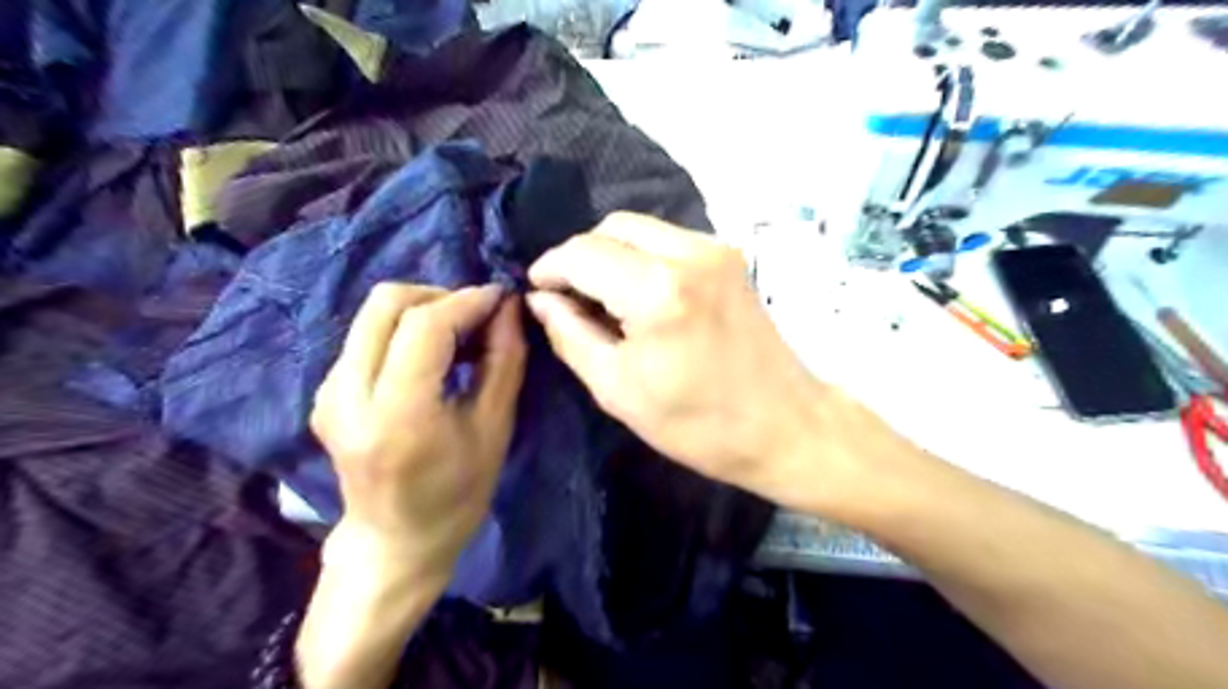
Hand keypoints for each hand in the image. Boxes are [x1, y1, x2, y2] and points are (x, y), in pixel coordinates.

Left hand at [310, 283, 523, 584]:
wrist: (395, 540)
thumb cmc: (457, 495)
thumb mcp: (495, 429)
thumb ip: (505, 361)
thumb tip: (509, 307)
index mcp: (397, 415)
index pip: (424, 326)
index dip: (467, 301)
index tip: (501, 298)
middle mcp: (348, 396)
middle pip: (387, 303)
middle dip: (441, 296)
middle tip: (479, 317)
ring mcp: (328, 392)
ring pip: (373, 314)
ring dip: (424, 311)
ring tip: (461, 337)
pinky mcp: (325, 392)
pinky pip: (367, 336)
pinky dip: (406, 330)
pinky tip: (434, 357)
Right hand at [529, 213, 909, 512]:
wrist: (784, 425)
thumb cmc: (697, 423)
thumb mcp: (617, 389)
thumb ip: (570, 334)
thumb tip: (540, 299)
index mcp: (657, 290)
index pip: (583, 253)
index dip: (551, 266)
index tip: (538, 288)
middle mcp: (689, 253)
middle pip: (612, 227)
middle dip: (581, 256)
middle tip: (570, 296)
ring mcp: (716, 249)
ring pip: (640, 228)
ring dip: (611, 253)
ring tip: (602, 296)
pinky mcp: (730, 257)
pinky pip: (668, 239)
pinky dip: (641, 256)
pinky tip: (639, 293)